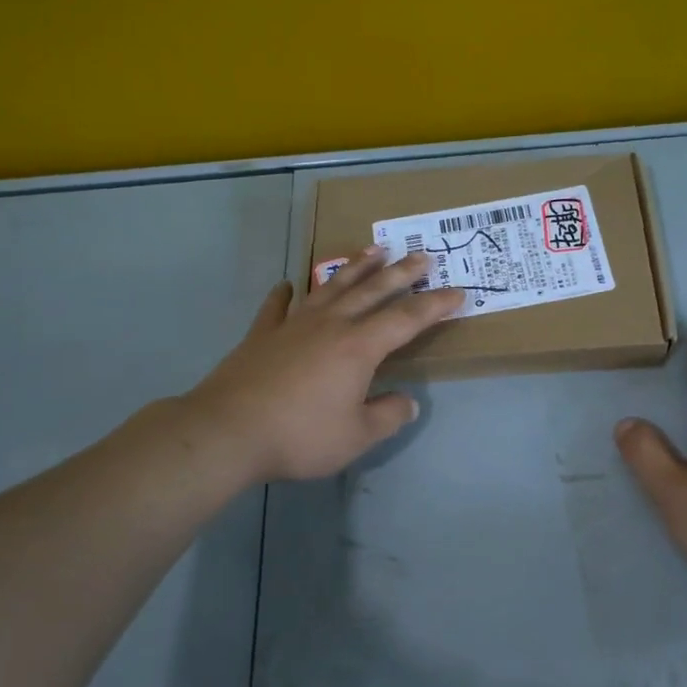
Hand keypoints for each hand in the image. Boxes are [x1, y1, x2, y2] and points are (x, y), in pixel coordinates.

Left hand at [182, 247, 462, 483]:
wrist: (227, 431)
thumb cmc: (300, 435)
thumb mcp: (357, 436)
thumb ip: (388, 416)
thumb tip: (408, 402)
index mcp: (359, 347)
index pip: (407, 319)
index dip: (436, 305)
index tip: (459, 292)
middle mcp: (330, 325)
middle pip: (372, 290)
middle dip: (401, 272)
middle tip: (422, 255)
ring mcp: (293, 325)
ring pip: (331, 288)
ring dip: (354, 268)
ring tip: (372, 250)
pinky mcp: (261, 335)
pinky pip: (278, 307)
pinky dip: (285, 294)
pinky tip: (288, 285)